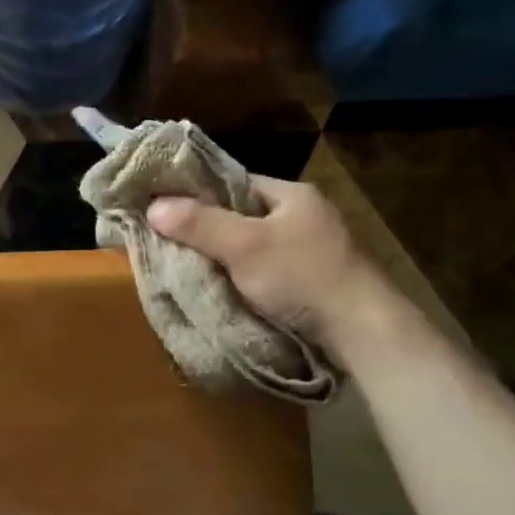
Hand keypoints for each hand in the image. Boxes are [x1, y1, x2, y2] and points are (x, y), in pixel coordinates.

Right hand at [146, 178, 368, 350]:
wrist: (362, 331)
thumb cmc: (302, 276)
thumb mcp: (244, 246)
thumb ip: (199, 224)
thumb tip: (152, 206)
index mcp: (291, 195)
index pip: (234, 183)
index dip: (198, 194)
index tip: (165, 210)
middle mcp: (304, 216)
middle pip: (241, 216)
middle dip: (208, 230)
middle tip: (170, 244)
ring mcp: (311, 250)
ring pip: (253, 247)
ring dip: (225, 258)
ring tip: (187, 268)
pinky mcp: (313, 282)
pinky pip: (266, 272)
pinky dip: (243, 279)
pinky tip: (222, 290)